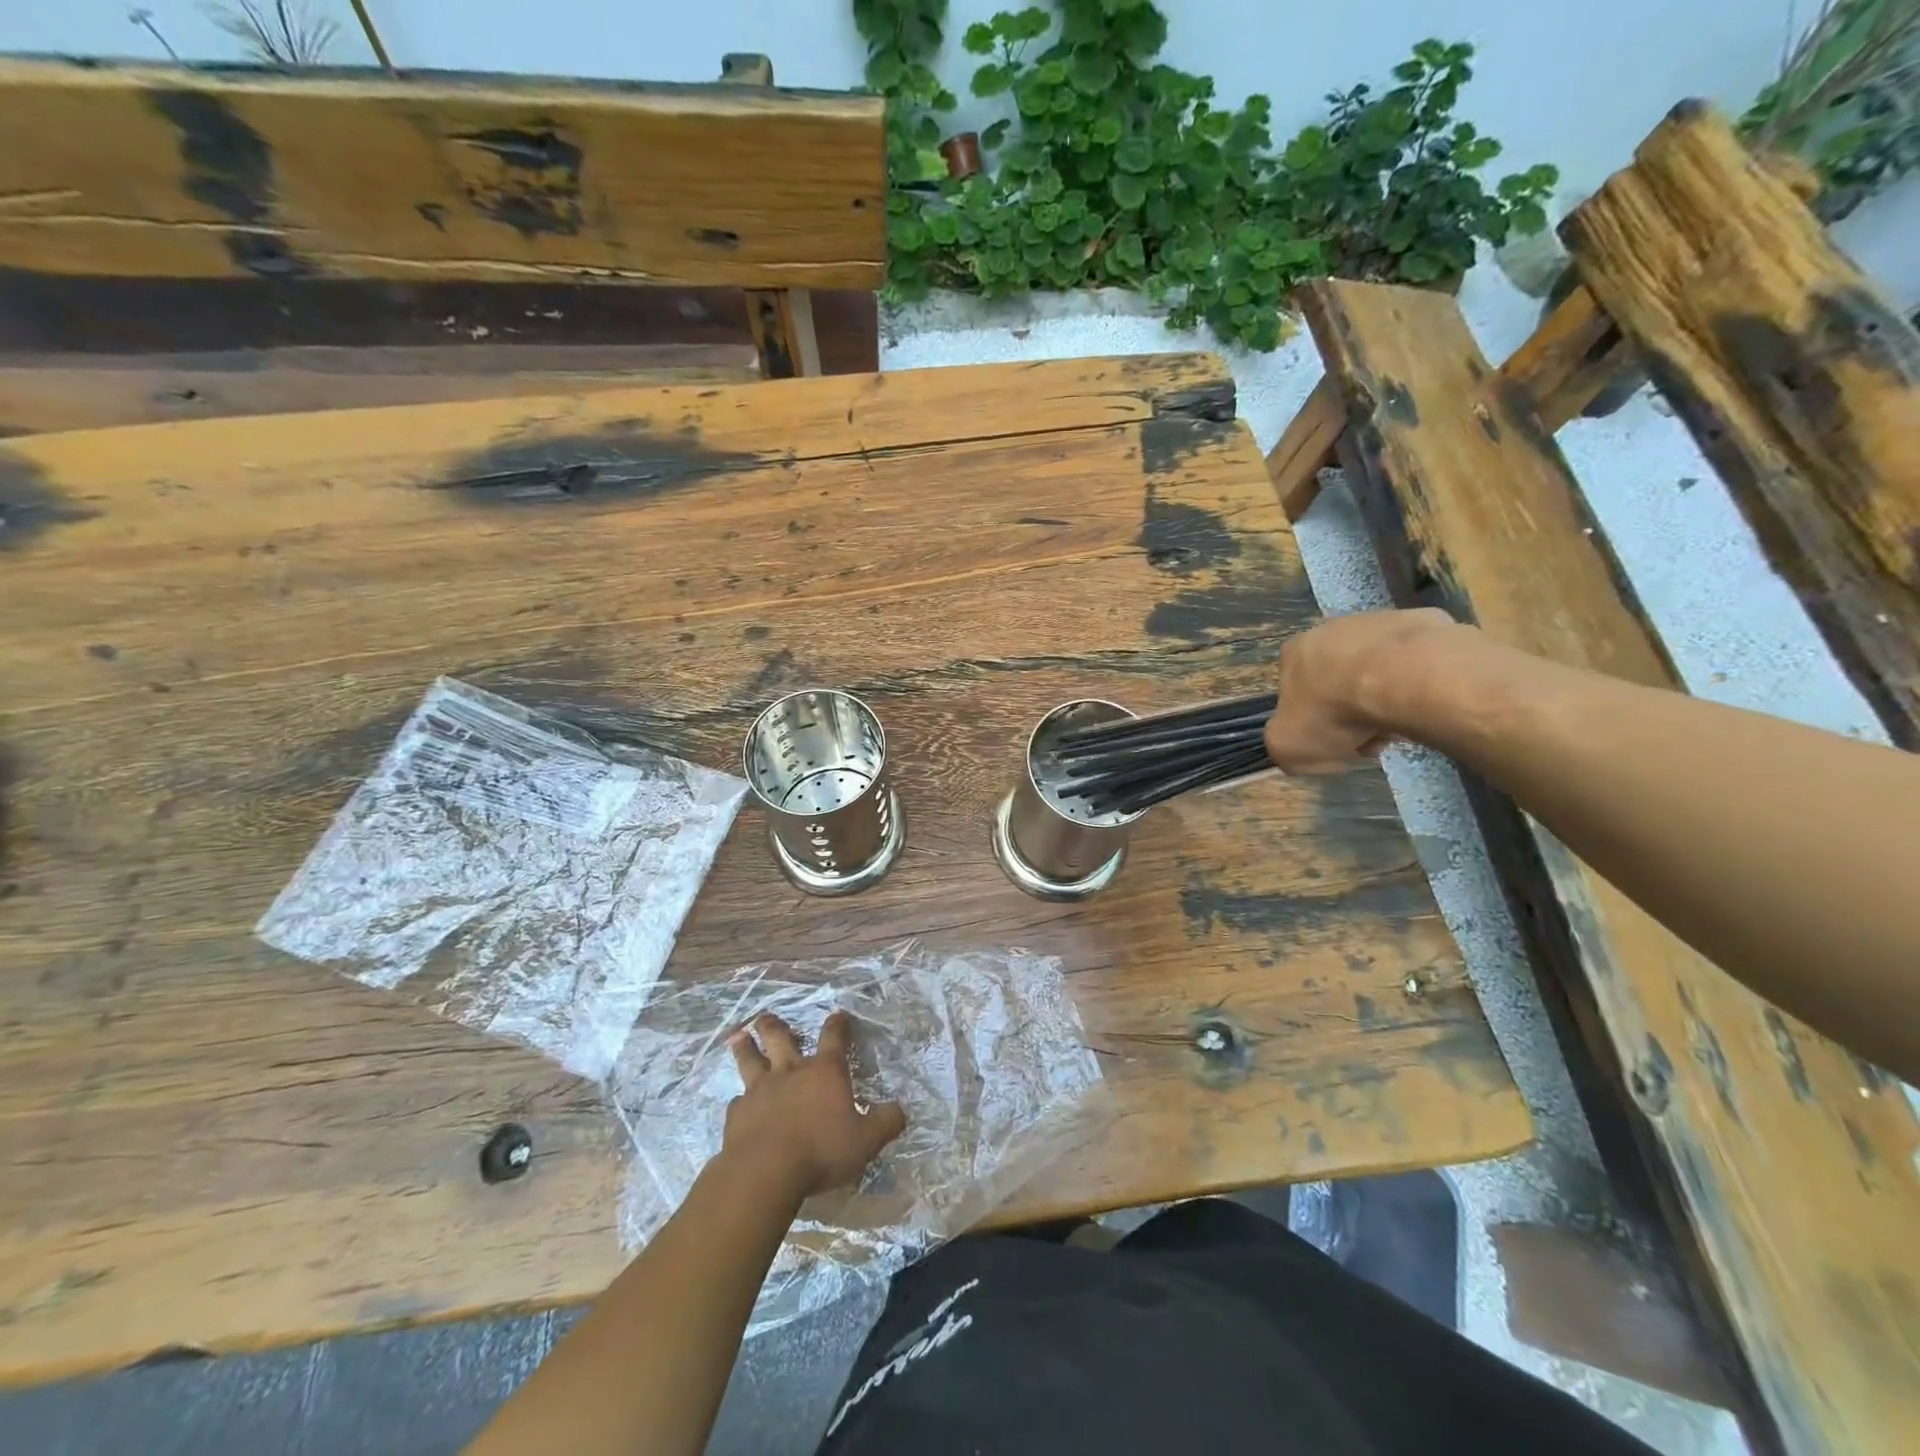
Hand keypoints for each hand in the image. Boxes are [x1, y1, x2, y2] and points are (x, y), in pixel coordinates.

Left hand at [723, 1011, 906, 1202]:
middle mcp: (791, 1071)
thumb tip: (900, 1110)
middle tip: (766, 1017)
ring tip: (739, 1036)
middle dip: (774, 1025)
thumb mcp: (865, 1141)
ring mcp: (760, 1090)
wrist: (765, 1172)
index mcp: (825, 1072)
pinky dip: (740, 1099)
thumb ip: (885, 1122)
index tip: (839, 1015)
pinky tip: (739, 1103)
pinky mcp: (737, 1113)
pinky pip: (738, 1100)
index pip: (834, 1037)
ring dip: (745, 1047)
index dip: (838, 1024)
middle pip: (780, 1038)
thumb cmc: (821, 1151)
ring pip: (750, 1059)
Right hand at [1264, 608, 1467, 772]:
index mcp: (1294, 653)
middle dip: (1352, 712)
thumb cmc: (1335, 712)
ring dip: (1386, 699)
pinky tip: (1425, 703)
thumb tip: (1300, 749)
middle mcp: (1330, 629)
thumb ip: (1284, 749)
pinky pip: (1417, 661)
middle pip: (1338, 681)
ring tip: (1403, 725)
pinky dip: (1419, 683)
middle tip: (1371, 739)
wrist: (1405, 679)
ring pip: (1378, 671)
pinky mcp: (1422, 621)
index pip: (1296, 691)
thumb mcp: (1288, 748)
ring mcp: (1378, 621)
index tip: (1335, 743)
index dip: (1313, 721)